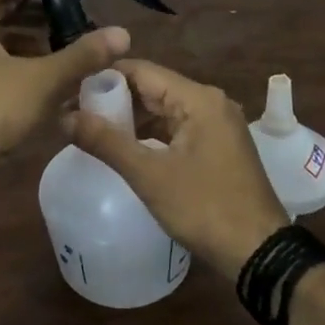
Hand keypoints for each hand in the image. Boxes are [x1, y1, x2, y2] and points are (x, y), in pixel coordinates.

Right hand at [64, 58, 287, 281]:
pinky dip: (151, 134)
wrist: (260, 254)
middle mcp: (210, 102)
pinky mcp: (218, 146)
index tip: (70, 91)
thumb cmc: (205, 208)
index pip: (141, 70)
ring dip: (131, 118)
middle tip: (76, 113)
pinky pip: (177, 128)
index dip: (103, 78)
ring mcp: (217, 125)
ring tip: (93, 130)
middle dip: (115, 99)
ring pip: (164, 109)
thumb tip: (64, 117)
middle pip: (153, 87)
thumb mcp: (149, 176)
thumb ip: (106, 142)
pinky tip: (126, 148)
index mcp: (198, 99)